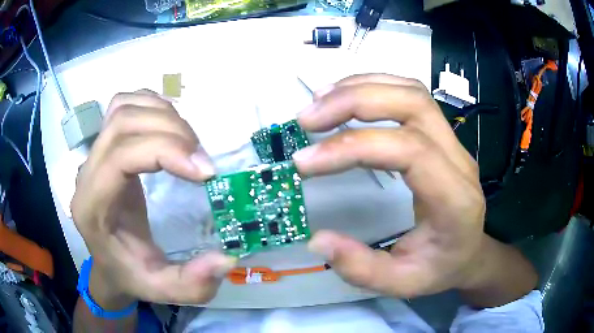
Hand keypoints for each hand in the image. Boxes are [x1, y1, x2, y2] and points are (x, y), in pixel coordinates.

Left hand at [71, 90, 234, 308]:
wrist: (109, 263)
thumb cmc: (131, 274)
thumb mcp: (162, 290)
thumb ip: (193, 285)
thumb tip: (227, 259)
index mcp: (92, 208)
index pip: (120, 157)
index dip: (164, 151)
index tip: (206, 171)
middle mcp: (87, 173)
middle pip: (122, 122)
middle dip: (170, 131)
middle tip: (202, 159)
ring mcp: (93, 154)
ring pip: (122, 107)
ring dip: (162, 115)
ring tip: (189, 143)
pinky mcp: (105, 145)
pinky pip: (123, 105)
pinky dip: (151, 106)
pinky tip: (170, 127)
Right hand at [294, 74, 489, 298]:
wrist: (470, 251)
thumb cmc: (440, 267)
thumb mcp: (401, 283)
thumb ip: (361, 268)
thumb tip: (317, 241)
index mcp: (455, 199)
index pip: (410, 150)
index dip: (353, 147)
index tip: (305, 162)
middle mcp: (459, 159)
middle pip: (412, 103)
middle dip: (353, 102)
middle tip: (307, 119)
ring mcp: (452, 140)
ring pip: (411, 90)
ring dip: (361, 88)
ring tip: (319, 102)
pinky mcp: (442, 134)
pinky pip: (409, 94)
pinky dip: (372, 87)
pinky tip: (344, 98)